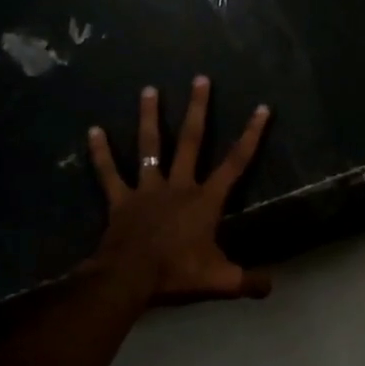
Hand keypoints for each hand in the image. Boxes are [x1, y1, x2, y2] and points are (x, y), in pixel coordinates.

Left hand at [87, 77, 271, 303]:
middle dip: (198, 109)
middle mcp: (178, 185)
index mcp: (205, 200)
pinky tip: (92, 130)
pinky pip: (108, 173)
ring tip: (149, 89)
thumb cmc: (177, 274)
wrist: (129, 278)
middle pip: (191, 141)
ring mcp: (147, 189)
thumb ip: (248, 282)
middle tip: (200, 78)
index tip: (261, 108)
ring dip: (149, 117)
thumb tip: (271, 286)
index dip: (251, 135)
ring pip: (150, 146)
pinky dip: (100, 153)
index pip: (235, 163)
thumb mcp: (220, 281)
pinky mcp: (120, 199)